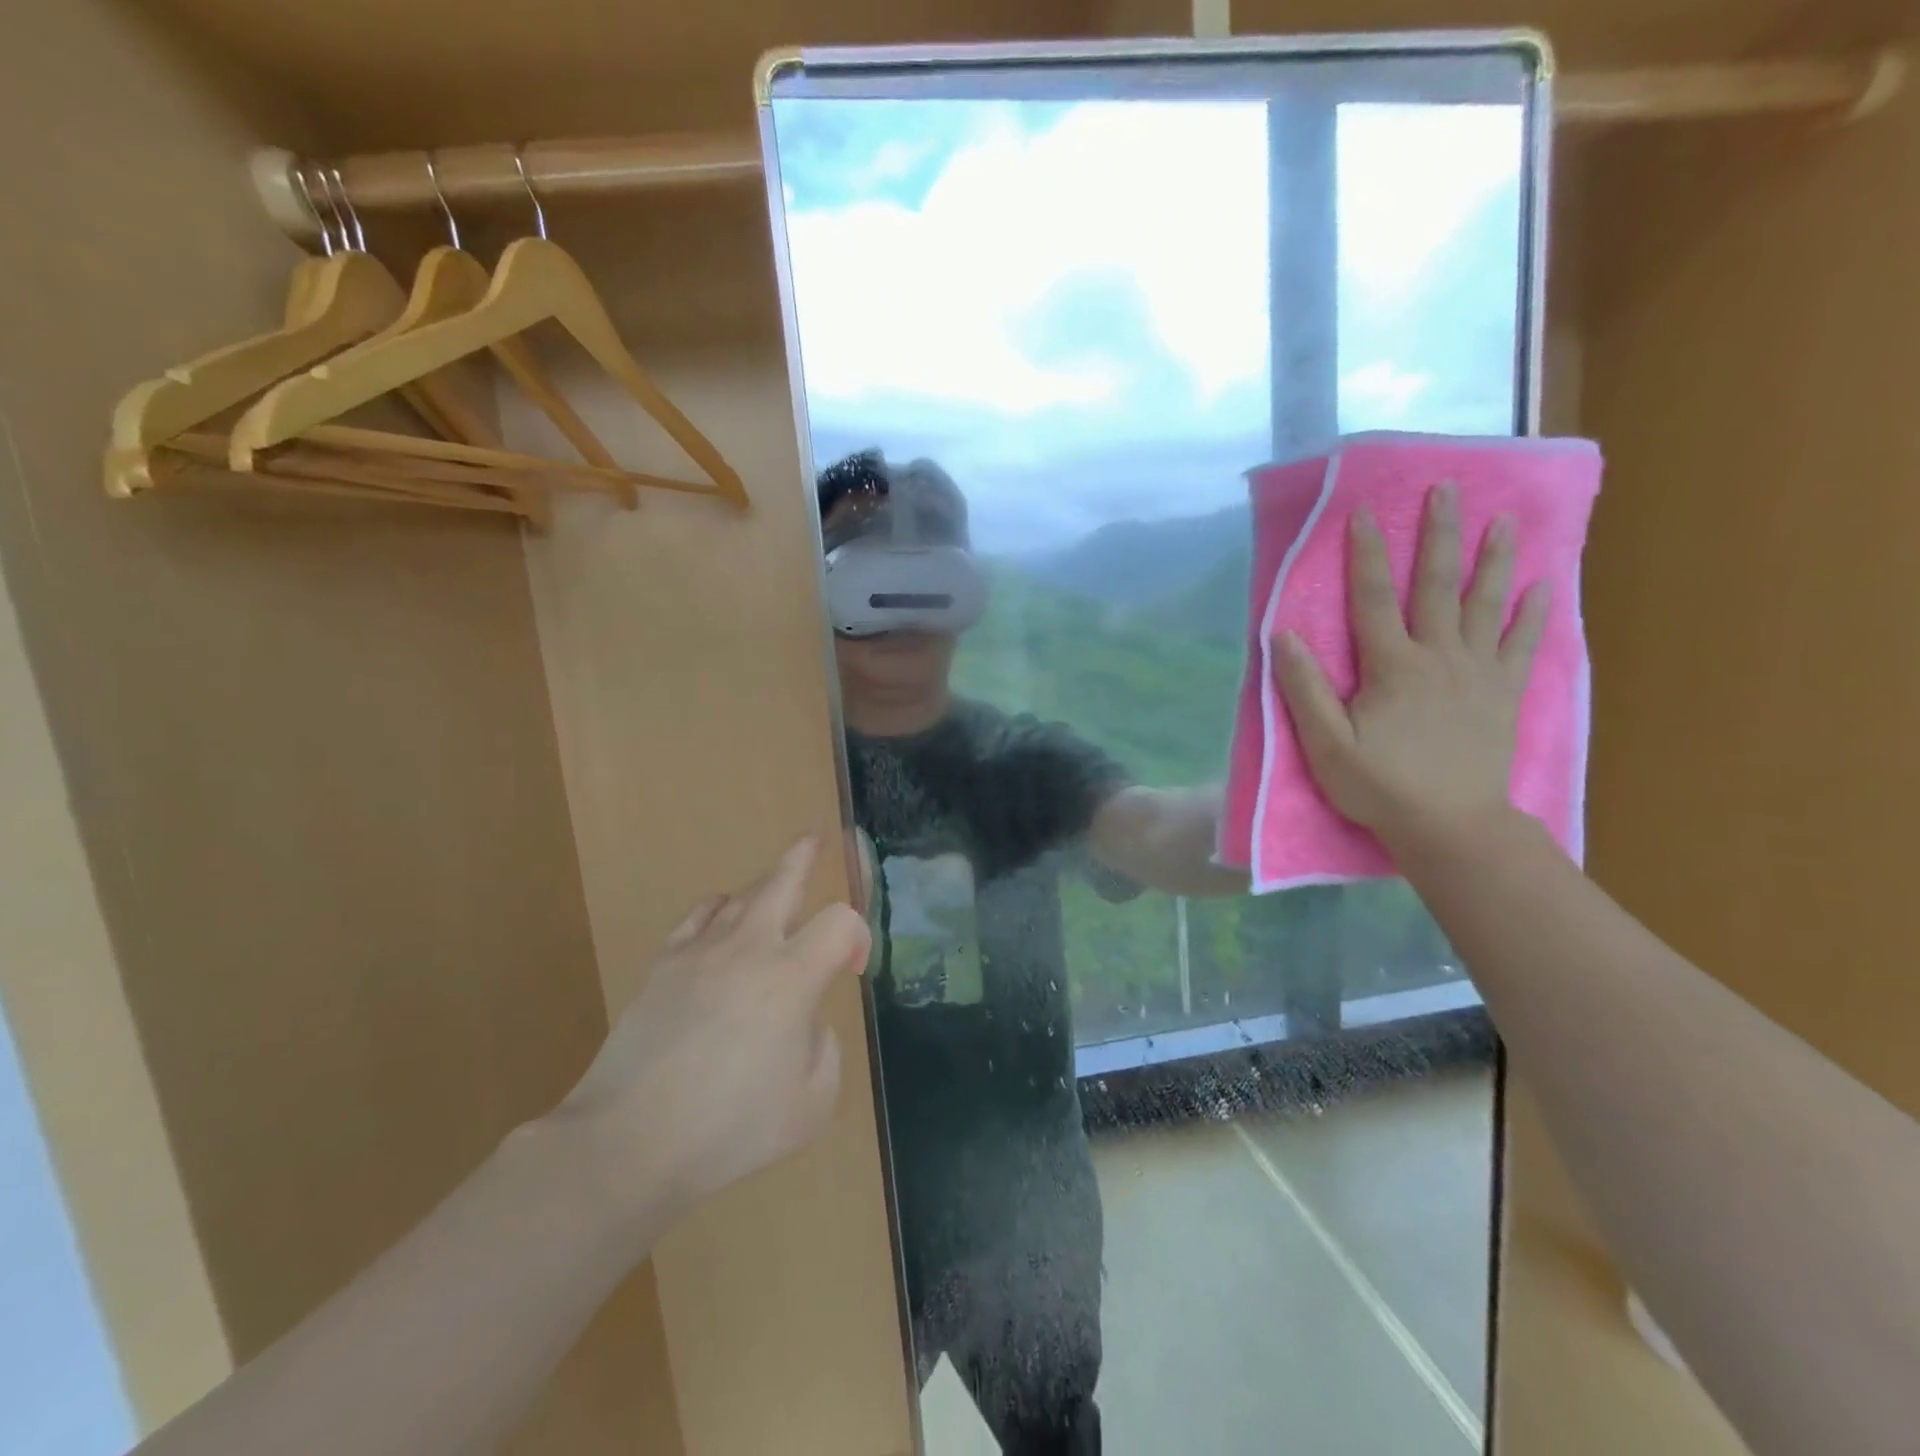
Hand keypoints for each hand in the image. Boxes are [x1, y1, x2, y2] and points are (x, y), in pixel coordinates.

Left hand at [551, 836, 869, 1229]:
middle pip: (784, 880)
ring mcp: (701, 950)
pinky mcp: (663, 964)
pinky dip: (718, 909)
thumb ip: (823, 1048)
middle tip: (816, 839)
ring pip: (741, 895)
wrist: (630, 1141)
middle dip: (806, 857)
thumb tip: (805, 1020)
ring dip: (765, 886)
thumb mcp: (811, 1103)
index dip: (858, 936)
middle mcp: (750, 948)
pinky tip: (721, 918)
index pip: (841, 922)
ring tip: (775, 885)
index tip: (853, 969)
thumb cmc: (730, 1129)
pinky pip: (698, 916)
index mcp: (793, 977)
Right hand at [1272, 482, 1548, 848]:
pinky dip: (1533, 614)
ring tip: (1502, 520)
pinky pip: (1522, 645)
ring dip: (1493, 559)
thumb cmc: (1379, 785)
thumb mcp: (1326, 744)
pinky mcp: (1503, 693)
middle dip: (1439, 535)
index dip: (1368, 553)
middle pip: (1437, 585)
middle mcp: (1439, 657)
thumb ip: (1305, 688)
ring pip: (1485, 605)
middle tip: (1447, 489)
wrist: (1450, 825)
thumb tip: (1282, 636)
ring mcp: (1478, 673)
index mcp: (1392, 667)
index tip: (1365, 512)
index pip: (1375, 598)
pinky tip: (1543, 586)